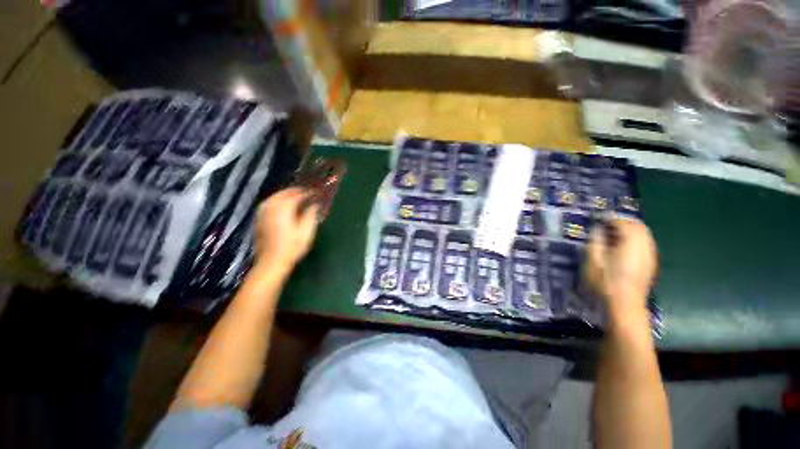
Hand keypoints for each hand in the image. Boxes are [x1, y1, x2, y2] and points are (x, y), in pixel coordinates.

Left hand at [254, 187, 319, 274]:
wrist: (272, 261)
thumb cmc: (292, 247)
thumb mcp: (307, 232)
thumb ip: (310, 215)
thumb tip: (314, 205)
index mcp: (284, 210)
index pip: (296, 196)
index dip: (306, 193)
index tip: (314, 192)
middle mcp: (272, 209)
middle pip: (282, 194)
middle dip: (293, 191)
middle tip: (304, 192)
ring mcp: (263, 214)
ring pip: (273, 198)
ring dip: (283, 194)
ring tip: (292, 195)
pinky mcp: (259, 220)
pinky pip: (267, 204)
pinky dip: (274, 200)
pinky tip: (279, 204)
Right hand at [586, 218, 657, 319]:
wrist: (625, 304)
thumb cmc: (605, 281)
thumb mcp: (593, 260)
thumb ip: (596, 241)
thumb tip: (598, 229)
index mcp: (630, 243)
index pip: (623, 223)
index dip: (611, 218)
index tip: (599, 218)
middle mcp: (644, 246)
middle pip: (638, 226)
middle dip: (623, 222)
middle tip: (607, 224)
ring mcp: (650, 255)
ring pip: (644, 234)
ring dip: (630, 230)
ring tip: (614, 234)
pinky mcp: (651, 263)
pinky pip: (646, 243)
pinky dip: (635, 239)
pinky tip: (624, 246)